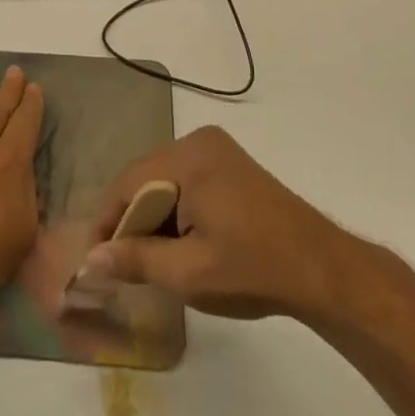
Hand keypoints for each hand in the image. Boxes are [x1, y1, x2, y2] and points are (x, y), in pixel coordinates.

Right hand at [80, 126, 354, 320]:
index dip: (107, 223)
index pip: (128, 184)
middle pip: (146, 180)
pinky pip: (186, 183)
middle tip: (121, 266)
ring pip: (165, 183)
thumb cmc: (253, 269)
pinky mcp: (231, 166)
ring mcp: (218, 151)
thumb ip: (135, 260)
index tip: (94, 262)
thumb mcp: (188, 273)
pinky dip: (176, 212)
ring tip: (149, 261)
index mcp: (189, 157)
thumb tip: (90, 260)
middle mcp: (199, 142)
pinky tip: (179, 245)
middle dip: (131, 222)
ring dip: (153, 219)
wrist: (323, 271)